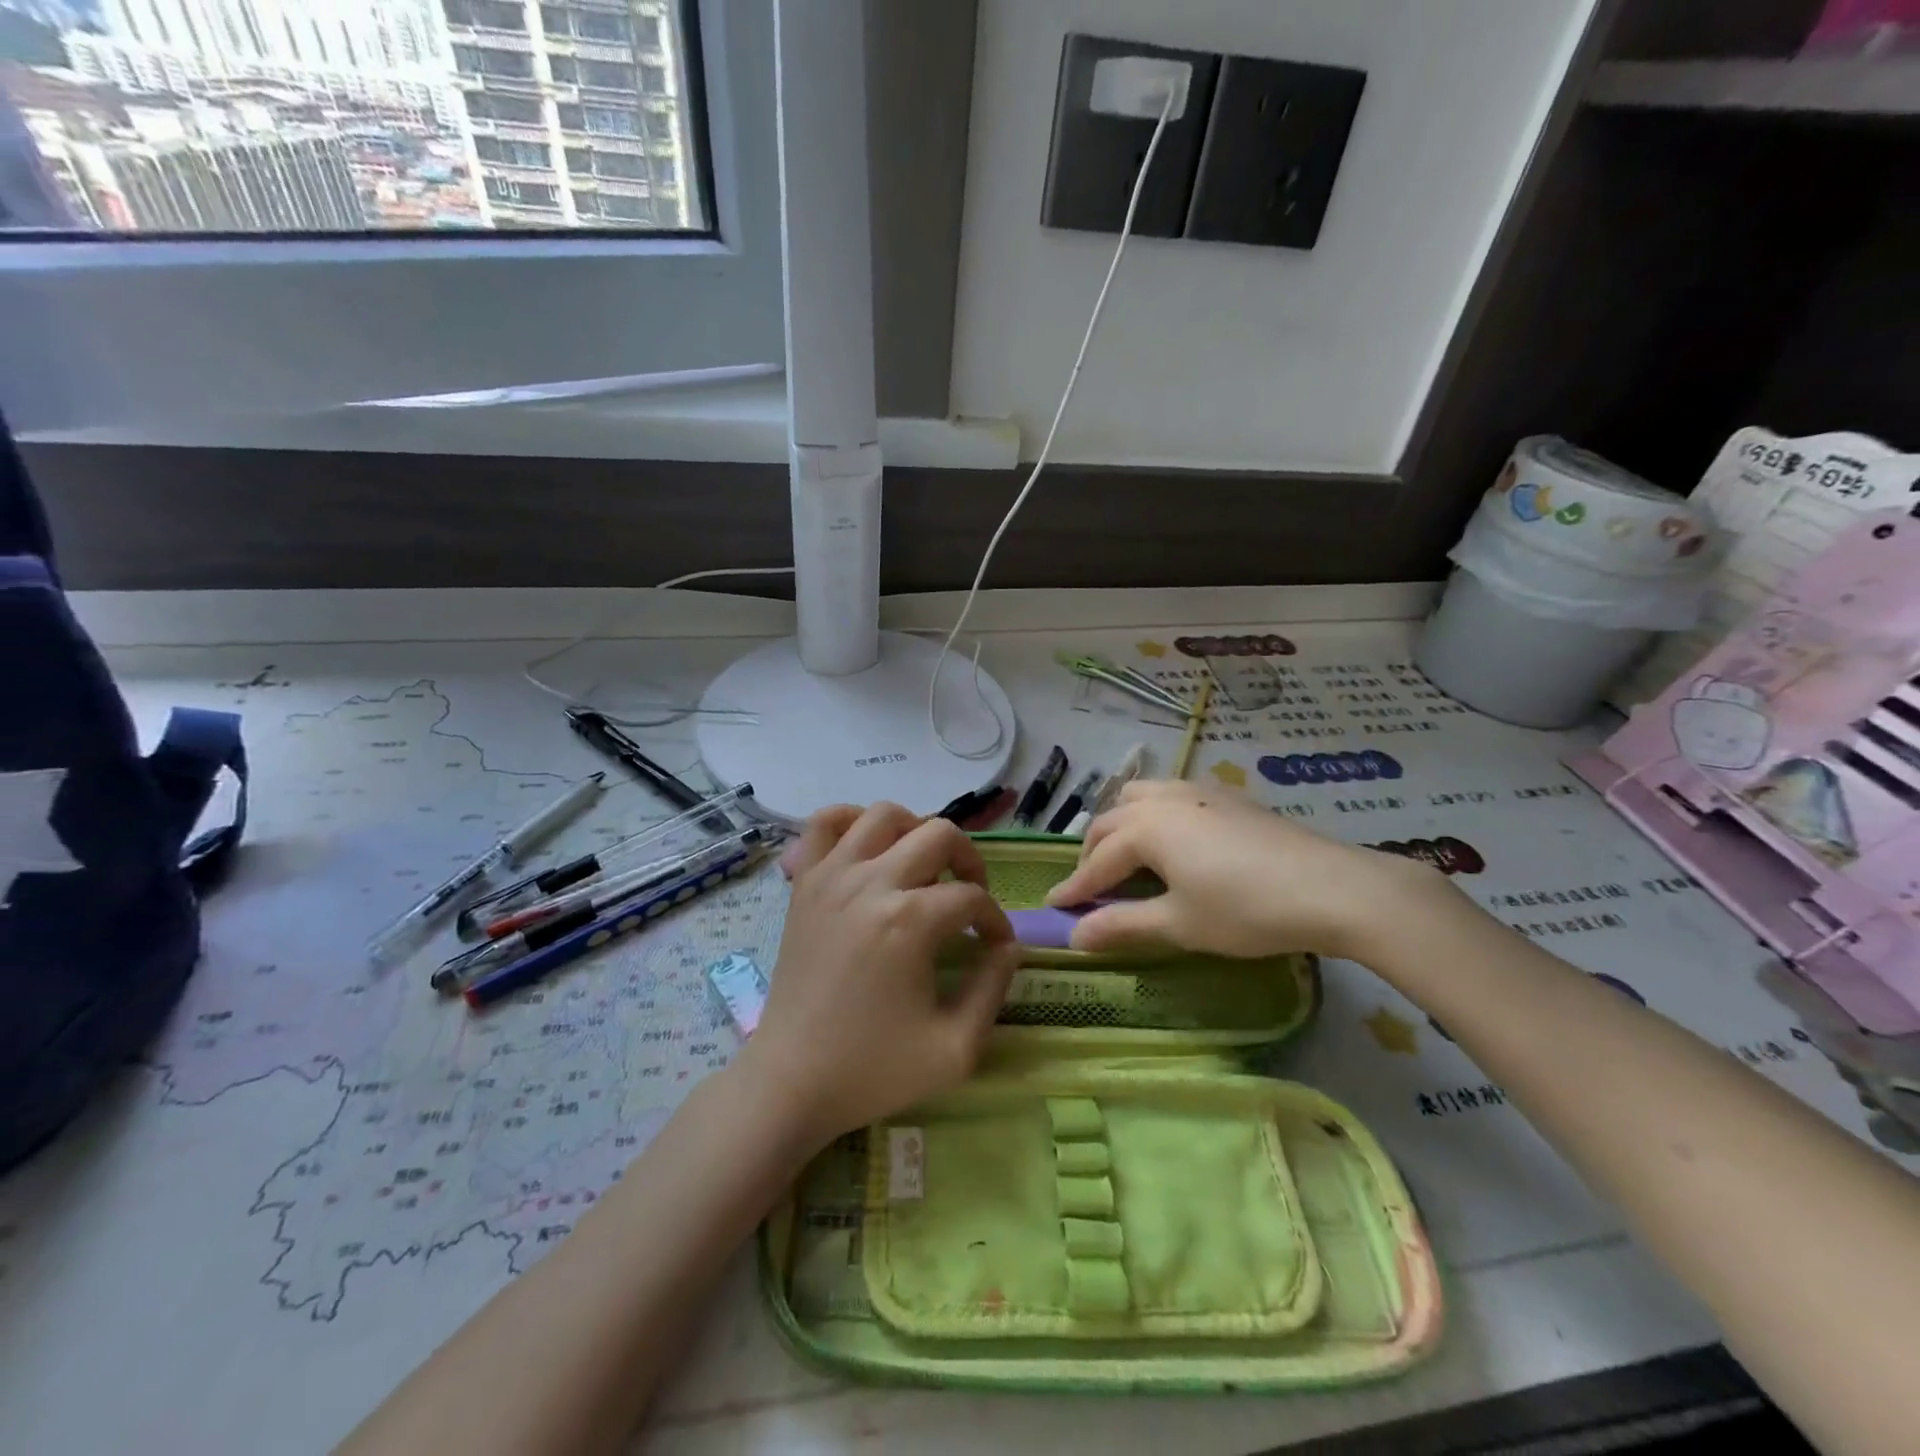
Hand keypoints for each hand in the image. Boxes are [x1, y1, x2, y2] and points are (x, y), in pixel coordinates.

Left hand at [736, 803, 1019, 1146]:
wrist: (791, 1081)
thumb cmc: (873, 1069)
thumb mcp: (955, 1048)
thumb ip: (993, 988)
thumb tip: (1009, 946)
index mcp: (910, 921)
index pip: (971, 897)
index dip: (995, 920)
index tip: (996, 946)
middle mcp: (871, 882)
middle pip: (939, 834)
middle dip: (968, 861)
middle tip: (969, 897)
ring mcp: (831, 876)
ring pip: (885, 814)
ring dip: (916, 831)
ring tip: (923, 869)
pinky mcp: (803, 883)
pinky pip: (824, 823)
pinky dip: (851, 821)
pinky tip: (870, 849)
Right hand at [1046, 780, 1443, 961]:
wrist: (1332, 887)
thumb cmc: (1247, 910)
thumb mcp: (1180, 924)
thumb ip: (1123, 925)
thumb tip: (1074, 935)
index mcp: (1146, 828)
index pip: (1096, 861)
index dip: (1074, 887)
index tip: (1053, 908)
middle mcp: (1163, 799)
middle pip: (1111, 822)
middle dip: (1092, 854)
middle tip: (1089, 888)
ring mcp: (1198, 791)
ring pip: (1140, 797)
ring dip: (1121, 825)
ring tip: (1125, 857)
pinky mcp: (1227, 795)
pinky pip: (1171, 794)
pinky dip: (1153, 814)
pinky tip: (1172, 839)